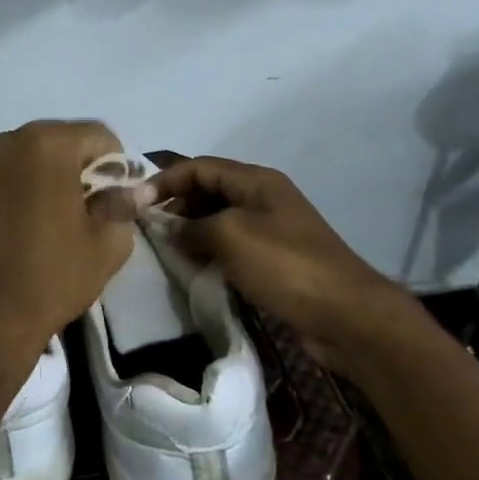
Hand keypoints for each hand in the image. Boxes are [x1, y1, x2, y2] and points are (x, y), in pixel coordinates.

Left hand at [0, 120, 133, 365]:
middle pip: (55, 139)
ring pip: (16, 149)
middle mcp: (9, 139)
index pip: (97, 136)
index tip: (113, 196)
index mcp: (51, 145)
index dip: (114, 164)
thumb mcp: (107, 246)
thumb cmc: (52, 279)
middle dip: (72, 165)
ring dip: (31, 167)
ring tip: (34, 208)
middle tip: (78, 206)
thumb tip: (130, 190)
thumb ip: (122, 206)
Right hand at [147, 156, 420, 370]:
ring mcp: (270, 229)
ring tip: (164, 249)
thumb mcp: (231, 236)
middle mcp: (263, 198)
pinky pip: (231, 245)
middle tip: (148, 229)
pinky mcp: (273, 259)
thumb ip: (193, 226)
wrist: (342, 313)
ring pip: (218, 219)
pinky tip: (193, 267)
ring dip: (190, 230)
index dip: (165, 180)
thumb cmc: (284, 265)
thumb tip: (170, 229)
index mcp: (256, 181)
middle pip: (209, 190)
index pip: (200, 166)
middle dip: (177, 204)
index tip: (135, 203)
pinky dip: (208, 251)